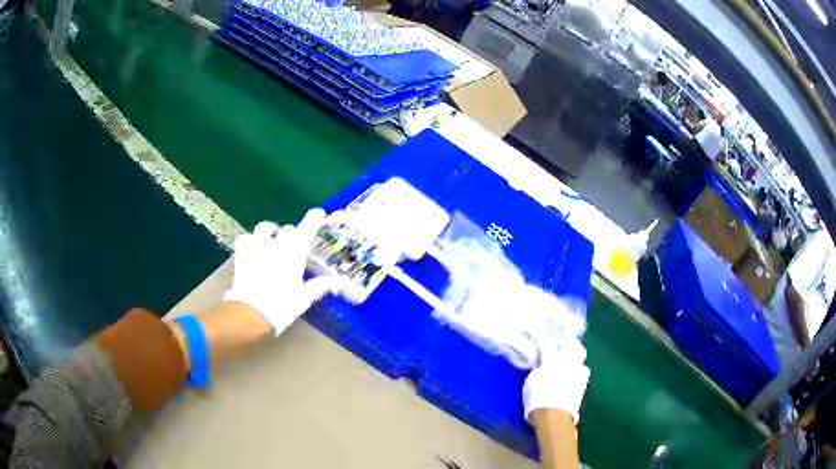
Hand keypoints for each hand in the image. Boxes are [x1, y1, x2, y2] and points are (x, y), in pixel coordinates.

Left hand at [224, 209, 342, 335]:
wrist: (252, 312)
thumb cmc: (282, 306)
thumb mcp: (304, 298)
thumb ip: (319, 286)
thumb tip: (338, 282)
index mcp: (295, 252)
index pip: (307, 228)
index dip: (313, 219)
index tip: (319, 213)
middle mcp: (277, 243)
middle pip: (287, 230)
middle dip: (292, 236)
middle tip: (293, 247)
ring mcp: (257, 245)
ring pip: (265, 228)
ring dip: (270, 233)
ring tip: (270, 242)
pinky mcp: (242, 252)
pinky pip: (246, 238)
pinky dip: (250, 241)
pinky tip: (252, 250)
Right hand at [523, 336, 589, 424]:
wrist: (554, 416)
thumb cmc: (537, 399)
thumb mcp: (531, 381)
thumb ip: (538, 368)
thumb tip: (541, 364)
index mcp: (551, 359)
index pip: (547, 343)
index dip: (542, 341)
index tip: (539, 343)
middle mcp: (567, 360)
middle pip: (569, 341)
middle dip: (563, 338)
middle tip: (556, 341)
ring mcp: (577, 369)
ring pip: (579, 351)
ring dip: (573, 350)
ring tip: (567, 353)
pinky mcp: (583, 380)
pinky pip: (582, 368)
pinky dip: (577, 366)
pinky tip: (572, 370)